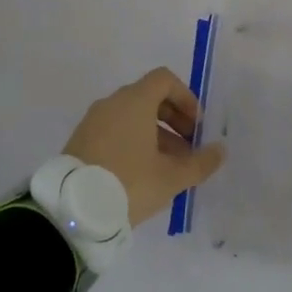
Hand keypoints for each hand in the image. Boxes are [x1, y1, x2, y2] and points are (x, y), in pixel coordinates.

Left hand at [65, 68, 225, 226]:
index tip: (196, 126)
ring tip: (168, 168)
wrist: (71, 211)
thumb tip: (220, 150)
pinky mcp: (79, 142)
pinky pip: (114, 131)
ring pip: (131, 118)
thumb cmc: (128, 183)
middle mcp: (112, 103)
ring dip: (155, 135)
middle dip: (174, 120)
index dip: (186, 98)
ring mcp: (93, 122)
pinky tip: (141, 174)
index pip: (165, 80)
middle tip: (188, 149)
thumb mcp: (171, 177)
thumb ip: (200, 162)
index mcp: (134, 101)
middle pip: (149, 98)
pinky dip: (132, 142)